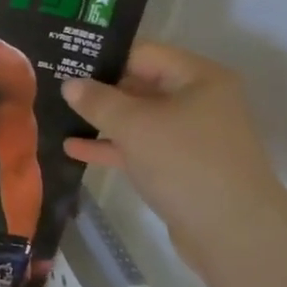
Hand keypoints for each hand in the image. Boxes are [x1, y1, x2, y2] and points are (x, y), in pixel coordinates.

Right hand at [61, 42, 286, 268]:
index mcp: (198, 78)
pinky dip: (111, 146)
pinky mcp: (182, 167)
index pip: (142, 53)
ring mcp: (191, 136)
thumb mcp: (134, 125)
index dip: (103, 56)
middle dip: (98, 88)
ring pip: (138, 119)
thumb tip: (70, 83)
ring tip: (56, 114)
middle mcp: (199, 101)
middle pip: (140, 84)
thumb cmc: (185, 162)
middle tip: (53, 85)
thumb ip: (98, 100)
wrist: (234, 233)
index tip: (64, 59)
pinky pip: (140, 147)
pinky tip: (73, 148)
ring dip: (101, 119)